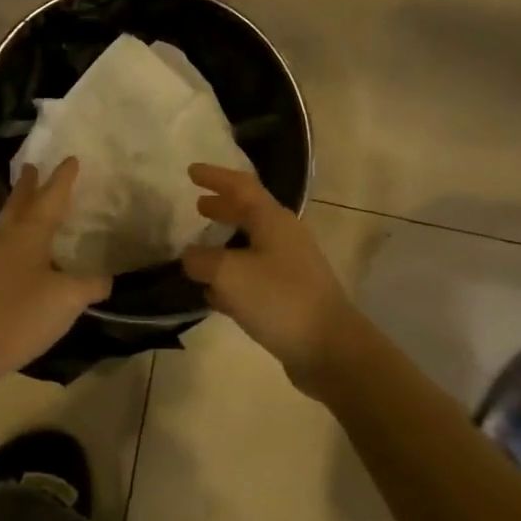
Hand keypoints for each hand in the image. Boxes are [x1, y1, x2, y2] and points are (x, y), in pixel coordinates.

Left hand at [0, 159, 111, 395]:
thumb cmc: (19, 314)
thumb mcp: (66, 300)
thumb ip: (90, 285)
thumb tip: (107, 278)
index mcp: (29, 233)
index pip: (51, 197)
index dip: (63, 179)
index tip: (71, 158)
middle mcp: (6, 238)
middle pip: (19, 203)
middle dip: (28, 185)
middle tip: (32, 166)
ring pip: (7, 222)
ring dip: (18, 207)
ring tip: (26, 201)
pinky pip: (2, 244)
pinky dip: (14, 236)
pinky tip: (19, 250)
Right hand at [181, 164, 360, 392]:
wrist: (330, 349)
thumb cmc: (279, 298)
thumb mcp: (228, 273)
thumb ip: (201, 260)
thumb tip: (191, 258)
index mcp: (272, 220)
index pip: (241, 186)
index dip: (215, 176)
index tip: (191, 171)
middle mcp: (284, 237)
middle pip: (249, 213)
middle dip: (222, 208)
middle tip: (197, 205)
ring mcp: (290, 267)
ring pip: (250, 246)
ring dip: (225, 244)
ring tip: (199, 250)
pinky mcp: (290, 296)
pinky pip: (254, 276)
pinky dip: (232, 276)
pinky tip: (213, 293)